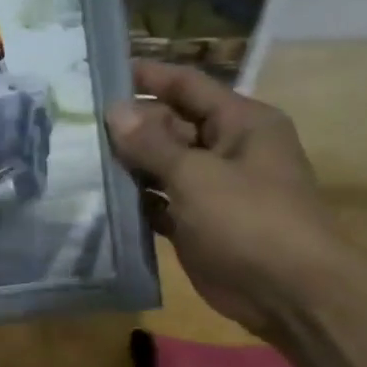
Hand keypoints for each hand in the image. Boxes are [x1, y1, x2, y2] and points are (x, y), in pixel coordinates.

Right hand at [104, 61, 349, 337]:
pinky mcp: (197, 221)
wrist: (290, 295)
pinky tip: (99, 195)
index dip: (146, 76)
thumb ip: (151, 142)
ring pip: (162, 163)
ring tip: (77, 154)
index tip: (99, 72)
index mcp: (242, 123)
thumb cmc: (249, 220)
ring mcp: (213, 187)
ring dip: (127, 162)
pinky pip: (159, 200)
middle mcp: (228, 148)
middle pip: (170, 124)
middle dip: (128, 124)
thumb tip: (114, 109)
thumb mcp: (196, 175)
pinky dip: (135, 198)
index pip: (187, 85)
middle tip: (76, 120)